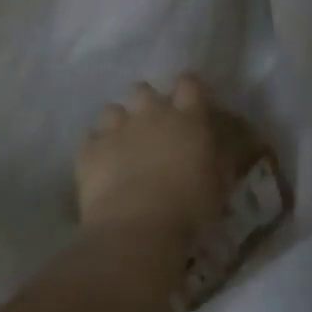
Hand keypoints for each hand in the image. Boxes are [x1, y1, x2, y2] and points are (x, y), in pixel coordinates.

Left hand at [76, 74, 230, 241]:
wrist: (139, 226)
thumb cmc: (190, 206)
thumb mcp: (220, 184)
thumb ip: (220, 159)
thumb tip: (222, 150)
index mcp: (188, 119)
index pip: (188, 84)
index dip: (188, 88)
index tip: (189, 101)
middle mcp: (151, 114)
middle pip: (144, 90)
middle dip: (147, 103)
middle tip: (153, 126)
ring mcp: (117, 130)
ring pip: (113, 109)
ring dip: (119, 123)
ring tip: (123, 144)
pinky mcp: (89, 150)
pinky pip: (90, 138)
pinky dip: (96, 147)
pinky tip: (101, 164)